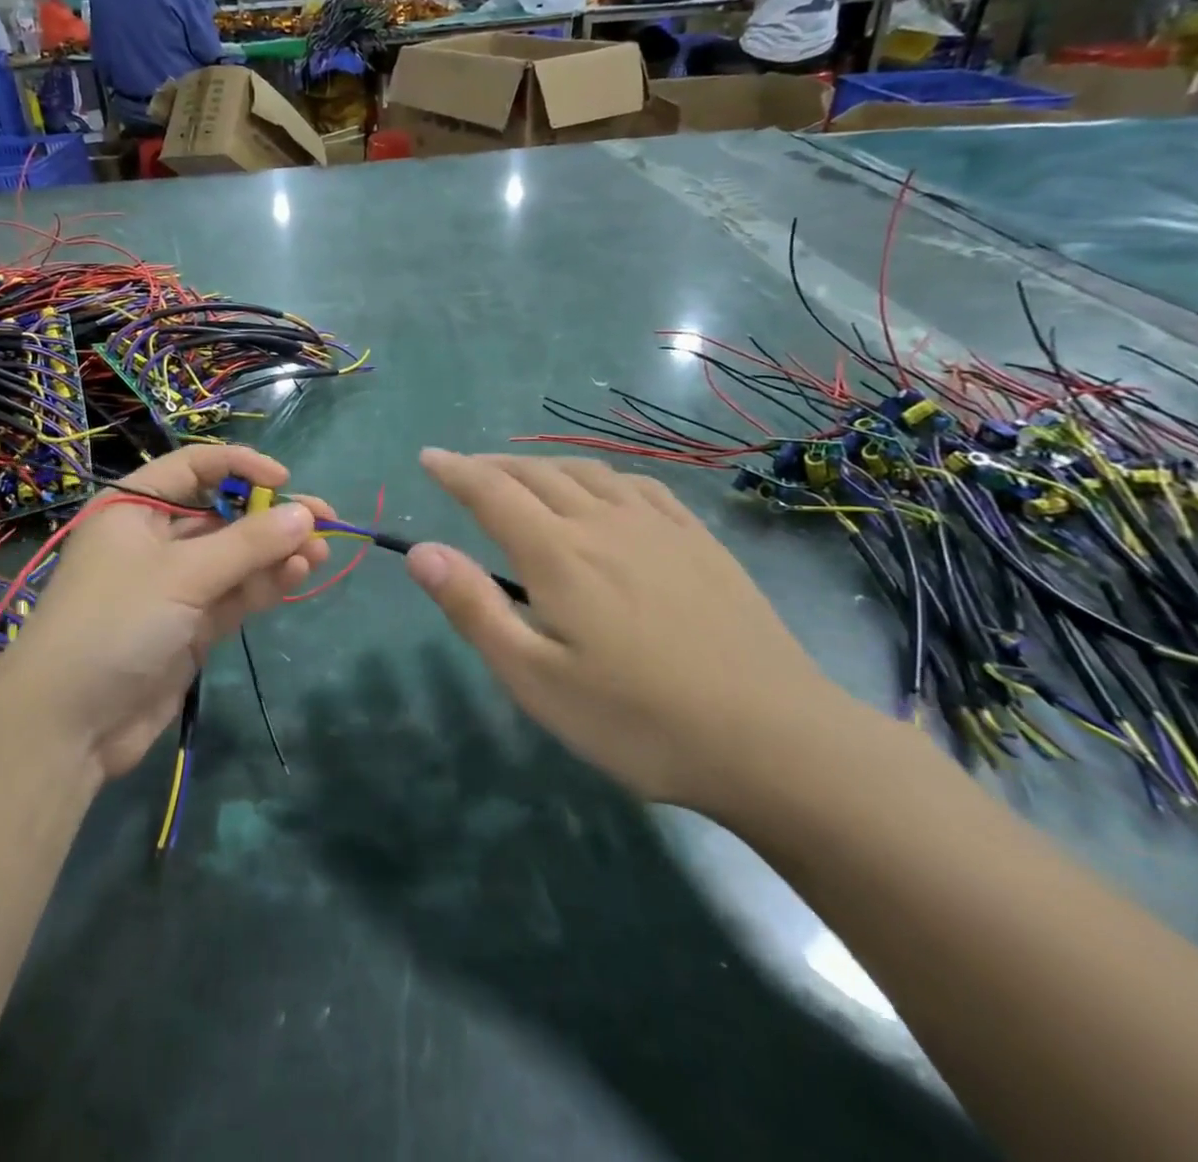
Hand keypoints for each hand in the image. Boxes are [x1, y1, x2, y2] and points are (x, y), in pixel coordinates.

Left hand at [0, 446, 329, 779]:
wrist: (70, 725)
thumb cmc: (116, 623)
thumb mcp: (183, 574)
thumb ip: (248, 543)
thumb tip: (307, 515)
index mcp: (134, 507)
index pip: (195, 468)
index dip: (242, 467)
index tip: (286, 482)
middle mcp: (155, 540)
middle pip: (224, 515)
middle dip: (271, 518)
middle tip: (324, 521)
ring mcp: (175, 585)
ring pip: (236, 558)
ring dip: (276, 553)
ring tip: (319, 553)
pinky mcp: (191, 626)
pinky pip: (235, 594)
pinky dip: (264, 584)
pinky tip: (297, 575)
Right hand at [405, 450, 851, 812]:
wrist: (775, 740)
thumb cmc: (639, 722)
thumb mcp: (537, 681)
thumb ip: (475, 610)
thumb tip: (422, 551)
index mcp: (558, 555)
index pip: (491, 492)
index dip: (454, 470)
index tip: (428, 457)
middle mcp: (603, 523)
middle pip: (536, 474)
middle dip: (492, 465)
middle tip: (465, 470)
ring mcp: (658, 528)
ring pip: (587, 472)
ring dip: (543, 465)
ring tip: (524, 476)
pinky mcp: (700, 542)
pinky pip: (640, 485)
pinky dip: (602, 476)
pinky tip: (604, 491)